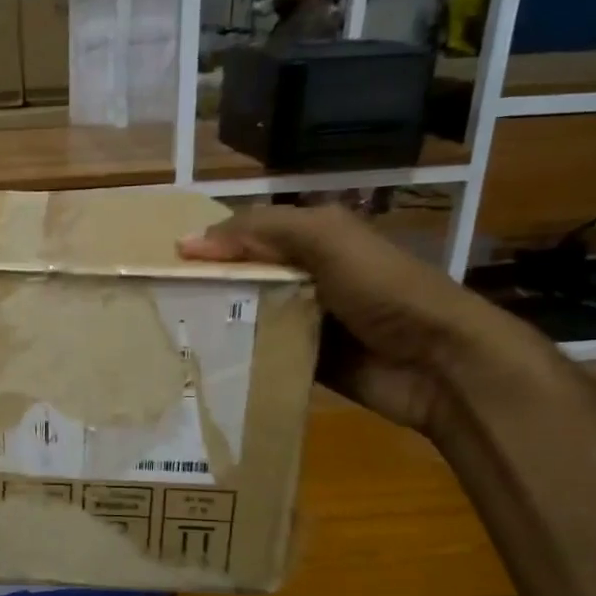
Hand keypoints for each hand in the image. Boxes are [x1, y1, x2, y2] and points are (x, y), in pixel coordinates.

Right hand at [179, 204, 551, 435]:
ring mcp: (307, 323)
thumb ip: (262, 230)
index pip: (247, 235)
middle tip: (156, 304)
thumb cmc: (384, 290)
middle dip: (205, 287)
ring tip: (167, 336)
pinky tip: (202, 365)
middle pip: (244, 278)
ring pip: (249, 318)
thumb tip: (187, 242)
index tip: (162, 263)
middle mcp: (307, 278)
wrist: (439, 363)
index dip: (209, 244)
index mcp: (313, 240)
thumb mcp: (327, 239)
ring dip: (217, 325)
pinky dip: (238, 358)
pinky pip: (263, 355)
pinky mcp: (306, 363)